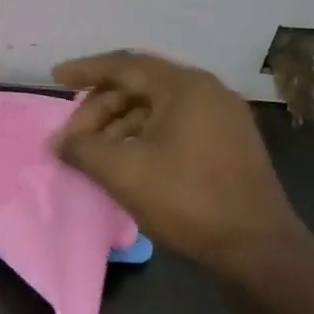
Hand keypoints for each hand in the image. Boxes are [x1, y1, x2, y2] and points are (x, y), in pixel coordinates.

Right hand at [53, 51, 308, 278]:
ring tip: (95, 155)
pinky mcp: (229, 143)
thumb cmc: (188, 202)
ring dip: (121, 126)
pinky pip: (176, 126)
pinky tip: (128, 162)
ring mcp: (223, 117)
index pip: (125, 65)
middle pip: (141, 86)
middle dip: (101, 108)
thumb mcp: (125, 174)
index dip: (86, 70)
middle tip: (74, 137)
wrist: (257, 247)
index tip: (56, 78)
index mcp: (185, 87)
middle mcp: (207, 91)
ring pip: (158, 108)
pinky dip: (145, 136)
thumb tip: (59, 142)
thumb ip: (84, 150)